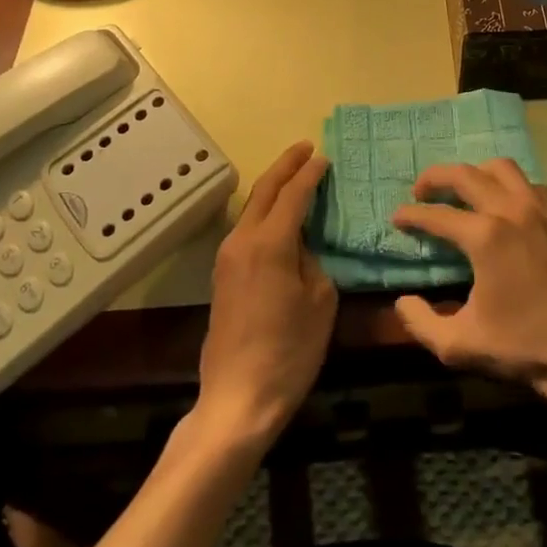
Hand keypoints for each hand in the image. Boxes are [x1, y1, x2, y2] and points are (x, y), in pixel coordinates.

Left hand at [195, 141, 336, 446]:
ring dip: (272, 187)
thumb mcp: (321, 302)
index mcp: (269, 242)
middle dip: (285, 165)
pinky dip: (264, 211)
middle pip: (264, 190)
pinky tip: (278, 215)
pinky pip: (246, 228)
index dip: (310, 173)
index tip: (324, 157)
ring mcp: (227, 257)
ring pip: (252, 207)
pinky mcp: (222, 275)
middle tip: (306, 148)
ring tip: (294, 175)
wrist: (237, 398)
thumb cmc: (289, 351)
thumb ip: (313, 261)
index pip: (293, 194)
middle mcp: (242, 240)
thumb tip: (301, 247)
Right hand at [391, 159, 546, 405]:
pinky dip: (510, 185)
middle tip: (420, 191)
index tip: (396, 218)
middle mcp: (511, 210)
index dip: (411, 214)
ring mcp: (540, 211)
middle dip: (436, 177)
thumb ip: (422, 323)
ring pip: (501, 169)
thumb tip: (402, 301)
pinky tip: (504, 205)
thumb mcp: (461, 346)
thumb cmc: (525, 349)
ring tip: (461, 190)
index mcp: (486, 237)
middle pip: (466, 174)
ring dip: (475, 173)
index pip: (437, 215)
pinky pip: (530, 185)